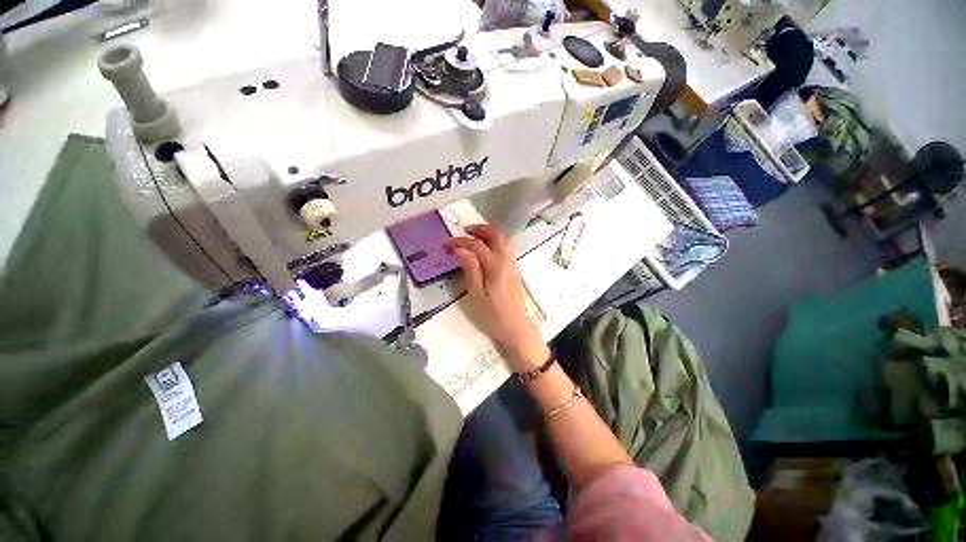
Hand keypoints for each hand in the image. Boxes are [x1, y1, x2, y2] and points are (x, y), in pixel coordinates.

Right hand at [448, 224, 549, 371]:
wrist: (517, 329)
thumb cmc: (493, 316)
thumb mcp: (476, 295)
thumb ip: (470, 270)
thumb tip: (461, 250)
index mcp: (496, 267)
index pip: (478, 245)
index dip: (461, 241)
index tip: (447, 244)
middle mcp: (507, 262)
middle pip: (497, 235)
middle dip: (480, 229)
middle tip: (464, 231)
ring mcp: (513, 266)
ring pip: (504, 240)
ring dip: (489, 234)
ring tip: (473, 237)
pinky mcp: (514, 271)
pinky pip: (506, 249)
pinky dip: (495, 242)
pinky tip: (485, 250)